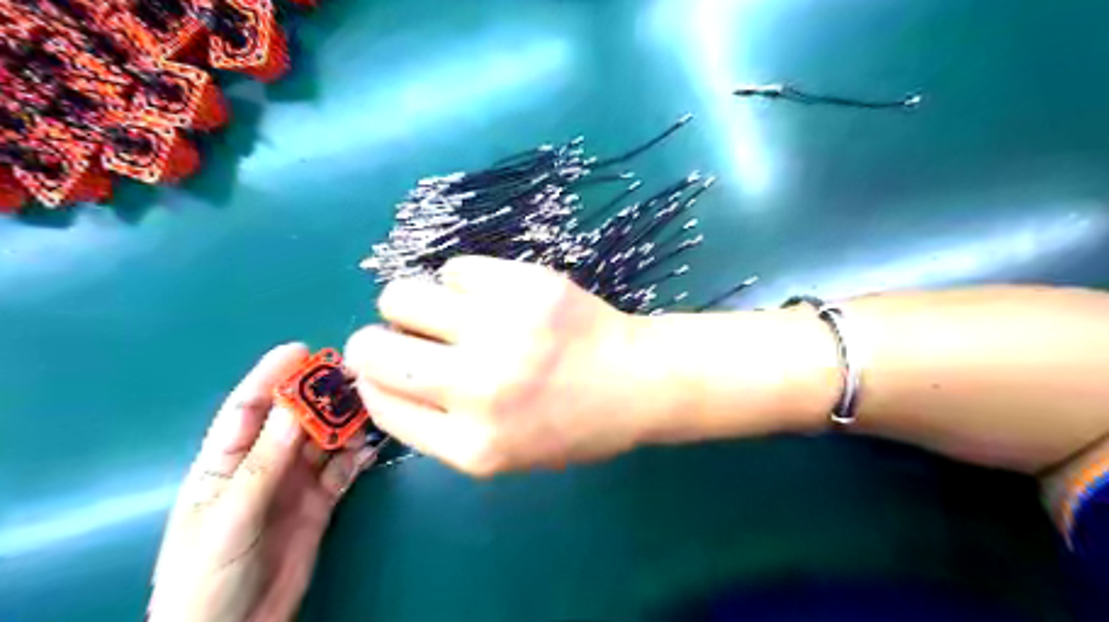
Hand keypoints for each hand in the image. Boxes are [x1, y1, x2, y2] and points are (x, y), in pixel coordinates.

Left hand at [147, 345, 379, 620]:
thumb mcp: (229, 518)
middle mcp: (264, 465)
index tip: (301, 351)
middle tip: (355, 375)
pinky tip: (374, 445)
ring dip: (347, 422)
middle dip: (322, 396)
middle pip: (295, 419)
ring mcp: (295, 483)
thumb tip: (292, 405)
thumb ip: (263, 463)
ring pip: (325, 441)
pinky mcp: (320, 502)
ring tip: (373, 406)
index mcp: (225, 463)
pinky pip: (343, 469)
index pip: (248, 409)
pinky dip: (359, 455)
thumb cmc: (208, 578)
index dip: (271, 376)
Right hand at [342, 254, 666, 477]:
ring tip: (447, 312)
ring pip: (402, 296)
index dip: (372, 380)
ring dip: (412, 304)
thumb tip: (379, 375)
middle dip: (374, 341)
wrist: (639, 381)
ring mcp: (503, 330)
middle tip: (404, 335)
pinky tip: (490, 297)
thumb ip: (438, 424)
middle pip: (373, 350)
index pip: (380, 403)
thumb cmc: (572, 424)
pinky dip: (461, 282)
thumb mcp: (503, 452)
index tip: (384, 368)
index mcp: (472, 446)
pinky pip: (455, 269)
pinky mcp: (526, 284)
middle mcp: (479, 388)